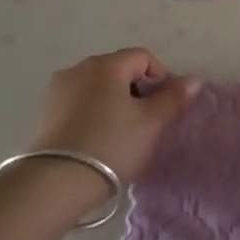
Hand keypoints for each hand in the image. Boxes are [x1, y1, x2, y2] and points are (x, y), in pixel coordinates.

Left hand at [31, 47, 202, 183]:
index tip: (165, 107)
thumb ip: (174, 97)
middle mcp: (79, 68)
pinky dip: (94, 114)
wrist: (56, 182)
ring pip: (98, 88)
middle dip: (137, 91)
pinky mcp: (45, 112)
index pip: (143, 58)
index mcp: (106, 64)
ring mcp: (58, 90)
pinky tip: (98, 140)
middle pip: (119, 70)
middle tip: (146, 123)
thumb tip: (193, 80)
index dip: (161, 78)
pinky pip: (79, 103)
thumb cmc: (112, 144)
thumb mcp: (151, 122)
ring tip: (122, 134)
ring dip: (115, 103)